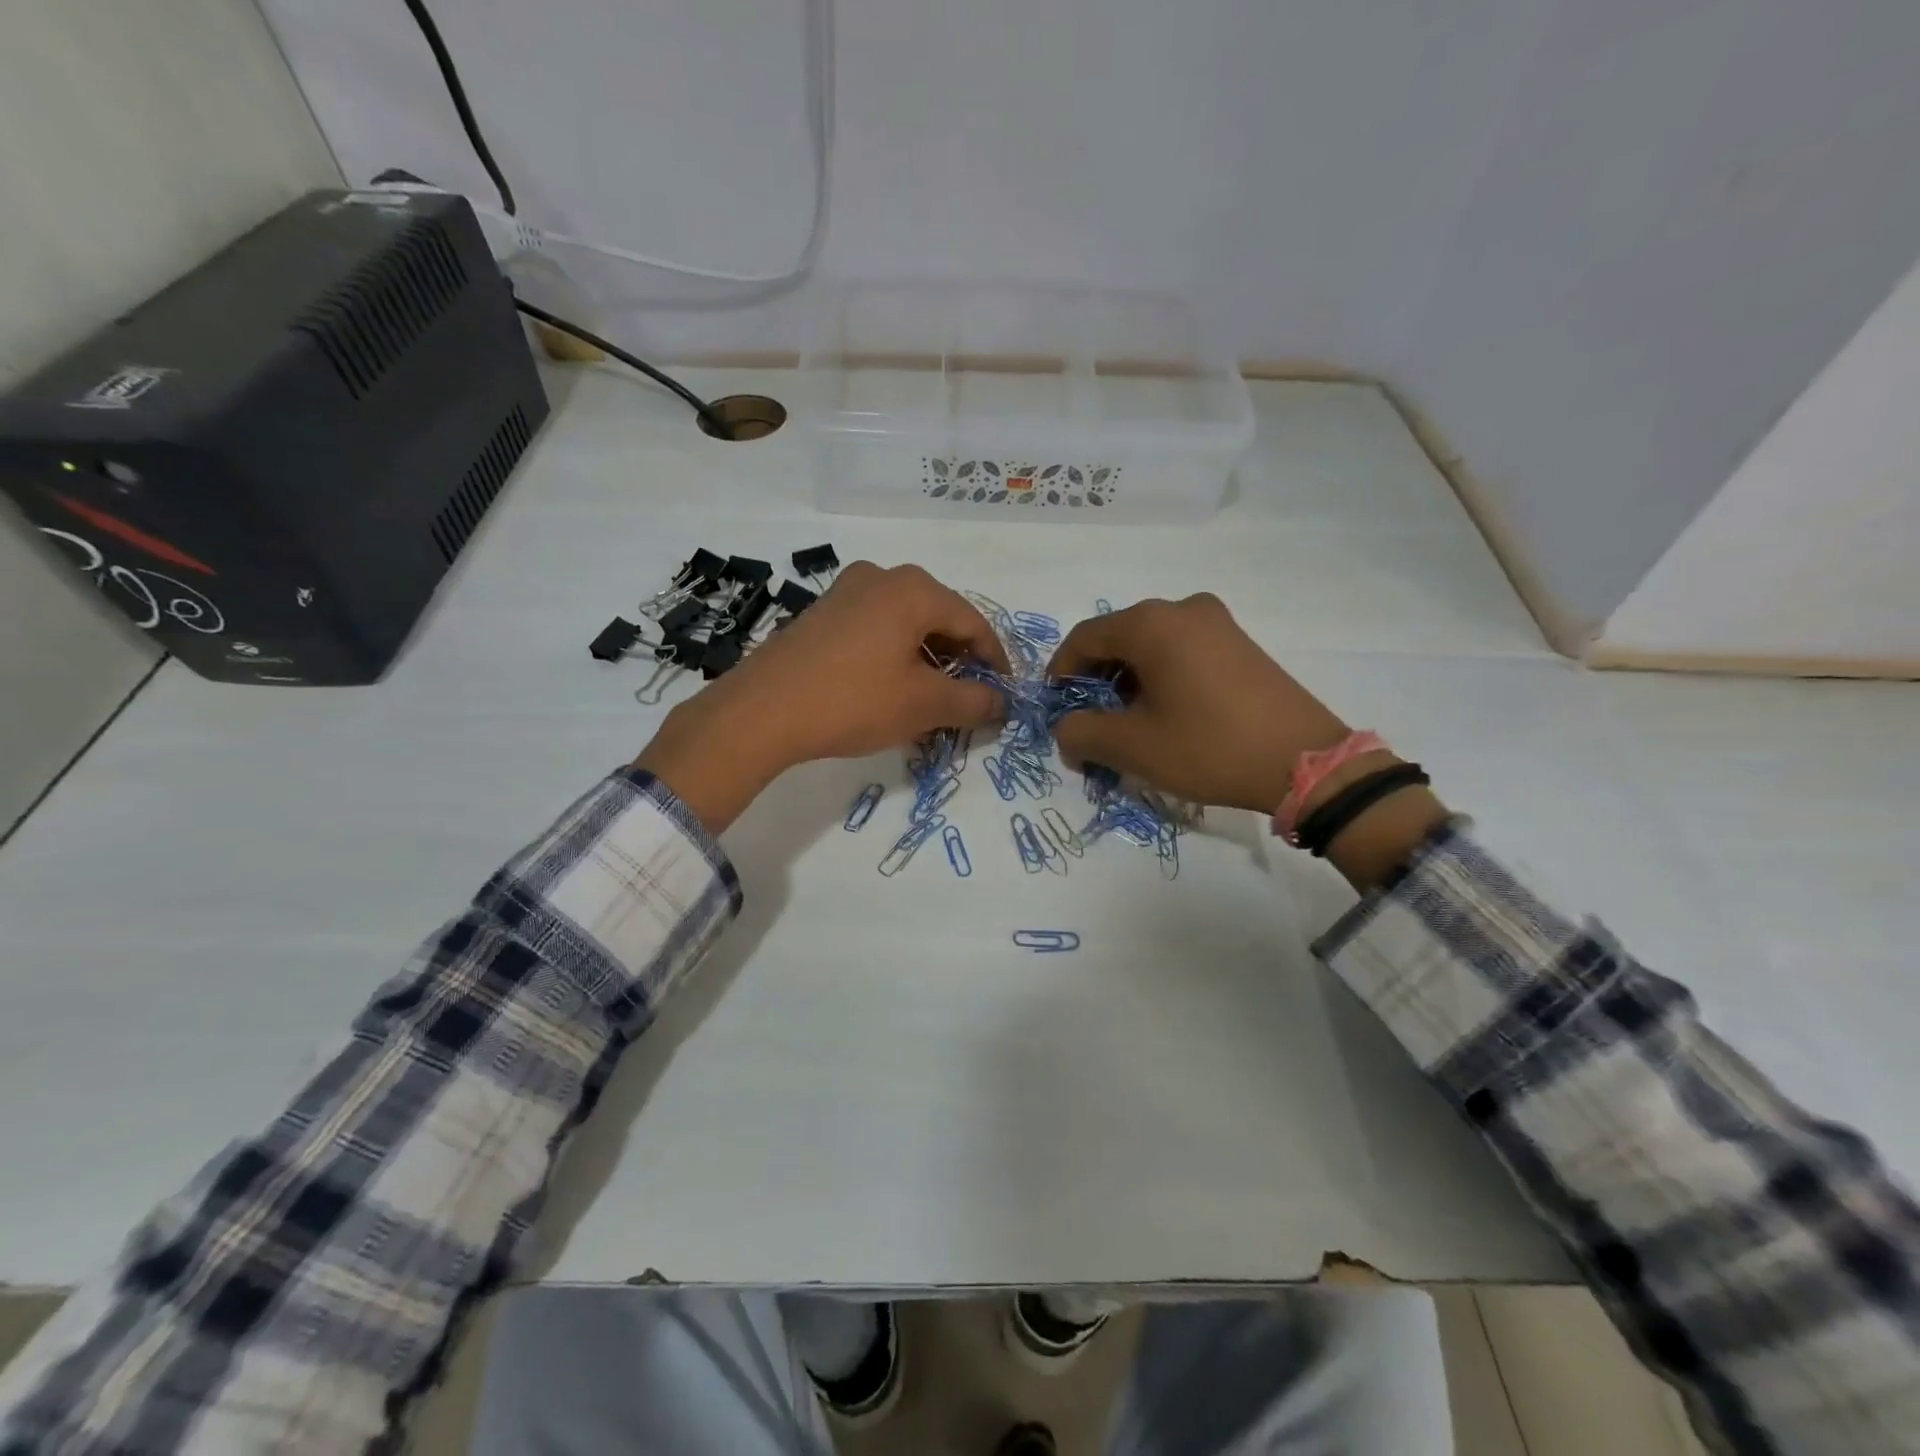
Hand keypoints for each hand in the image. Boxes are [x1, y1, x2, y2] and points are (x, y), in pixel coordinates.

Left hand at [635, 562, 1007, 831]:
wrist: (762, 711)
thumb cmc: (854, 701)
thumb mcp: (923, 705)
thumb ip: (973, 701)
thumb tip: (1000, 703)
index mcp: (914, 589)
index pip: (973, 622)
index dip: (995, 661)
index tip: (1004, 694)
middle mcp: (881, 577)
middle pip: (939, 618)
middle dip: (960, 660)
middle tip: (969, 699)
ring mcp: (846, 591)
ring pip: (906, 624)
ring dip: (927, 660)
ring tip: (933, 699)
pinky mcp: (822, 613)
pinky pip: (876, 629)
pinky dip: (895, 655)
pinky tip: (892, 688)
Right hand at [1046, 593, 1446, 887]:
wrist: (1304, 761)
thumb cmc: (1208, 747)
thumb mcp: (1133, 747)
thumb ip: (1081, 733)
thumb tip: (1065, 730)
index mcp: (1151, 624)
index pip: (1085, 638)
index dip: (1060, 672)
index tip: (1054, 707)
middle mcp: (1182, 609)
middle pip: (1118, 639)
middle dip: (1095, 681)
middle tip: (1088, 722)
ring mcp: (1217, 622)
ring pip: (1150, 646)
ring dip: (1127, 681)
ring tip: (1125, 724)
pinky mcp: (1239, 642)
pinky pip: (1181, 651)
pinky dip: (1159, 677)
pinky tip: (1163, 713)